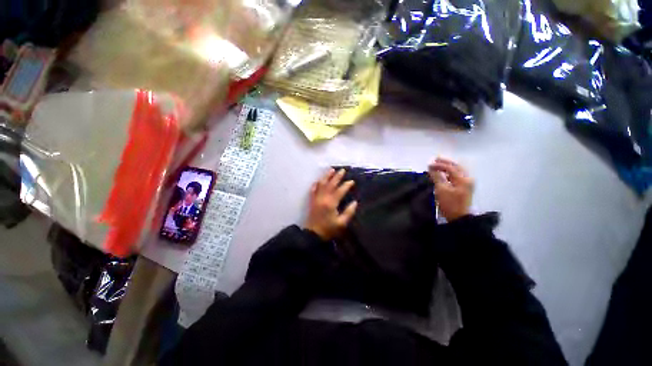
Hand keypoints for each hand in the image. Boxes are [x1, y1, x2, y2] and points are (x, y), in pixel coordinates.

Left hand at [305, 169, 357, 240]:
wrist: (313, 235)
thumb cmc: (328, 230)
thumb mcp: (341, 223)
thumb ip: (349, 212)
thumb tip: (355, 202)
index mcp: (331, 203)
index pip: (340, 191)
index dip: (346, 185)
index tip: (352, 181)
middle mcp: (323, 198)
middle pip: (330, 184)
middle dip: (337, 177)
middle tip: (342, 170)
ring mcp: (316, 198)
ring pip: (321, 184)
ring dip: (326, 176)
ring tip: (331, 170)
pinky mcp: (312, 201)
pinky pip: (313, 190)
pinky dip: (316, 184)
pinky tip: (318, 180)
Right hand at [428, 157, 473, 221]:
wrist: (459, 218)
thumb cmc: (450, 204)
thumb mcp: (441, 190)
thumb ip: (437, 177)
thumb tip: (431, 168)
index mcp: (463, 179)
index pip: (450, 167)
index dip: (439, 165)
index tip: (429, 164)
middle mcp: (467, 179)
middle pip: (456, 166)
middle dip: (445, 162)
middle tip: (435, 159)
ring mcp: (467, 183)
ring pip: (457, 170)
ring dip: (447, 166)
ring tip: (438, 164)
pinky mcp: (464, 187)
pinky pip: (456, 175)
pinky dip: (449, 172)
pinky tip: (443, 173)